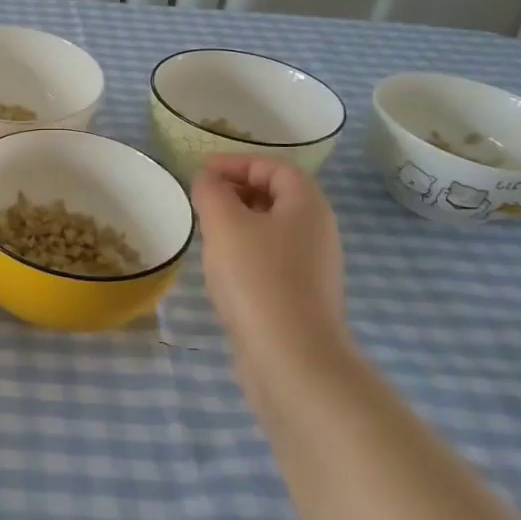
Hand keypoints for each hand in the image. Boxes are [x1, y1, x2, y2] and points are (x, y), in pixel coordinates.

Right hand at [192, 154, 348, 366]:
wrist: (291, 357)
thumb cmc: (258, 278)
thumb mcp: (224, 224)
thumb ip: (212, 192)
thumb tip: (209, 179)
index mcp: (308, 205)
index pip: (275, 167)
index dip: (238, 162)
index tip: (202, 171)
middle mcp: (318, 231)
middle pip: (278, 195)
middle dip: (238, 190)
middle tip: (202, 198)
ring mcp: (313, 267)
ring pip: (273, 229)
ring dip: (239, 222)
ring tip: (206, 230)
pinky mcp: (301, 296)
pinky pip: (272, 258)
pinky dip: (246, 250)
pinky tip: (222, 267)